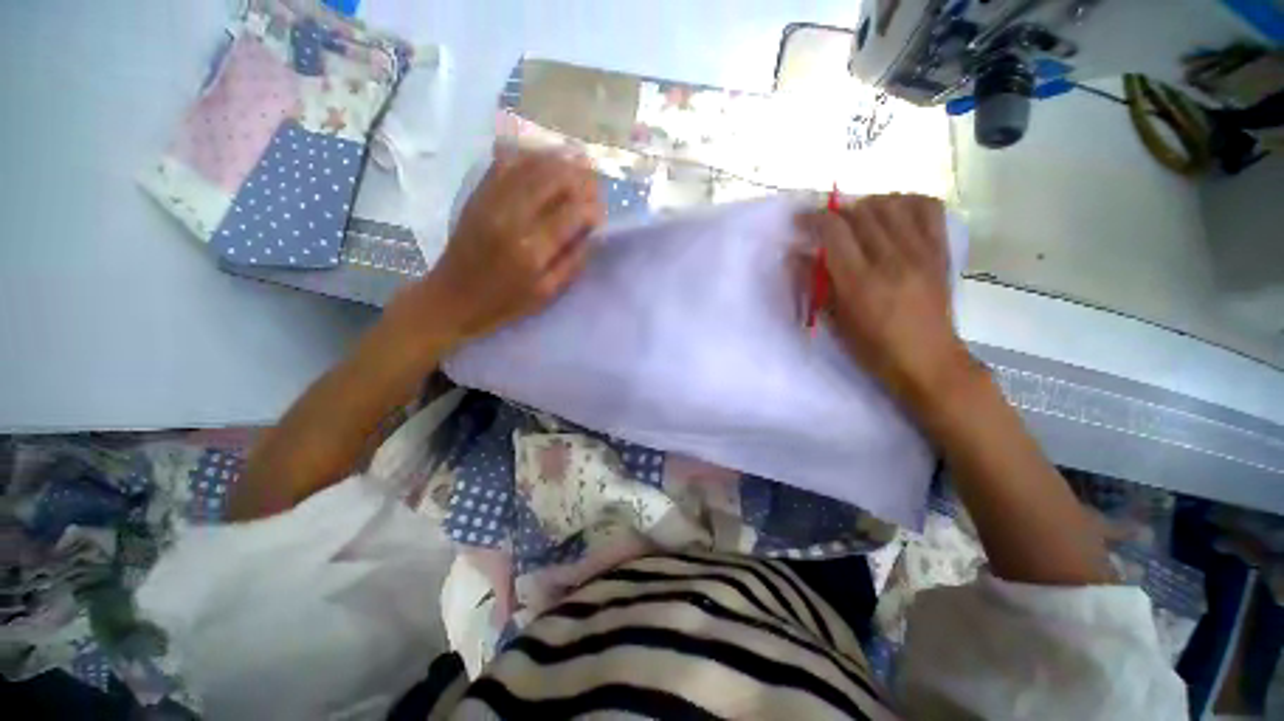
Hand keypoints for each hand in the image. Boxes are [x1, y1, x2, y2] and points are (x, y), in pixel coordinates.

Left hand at [388, 150, 604, 351]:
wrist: (452, 297)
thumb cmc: (505, 302)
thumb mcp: (547, 293)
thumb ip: (573, 261)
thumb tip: (594, 233)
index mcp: (532, 250)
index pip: (573, 214)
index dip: (592, 208)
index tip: (600, 212)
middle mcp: (512, 218)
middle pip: (553, 179)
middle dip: (580, 177)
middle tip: (592, 184)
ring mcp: (491, 201)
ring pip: (531, 165)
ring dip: (558, 161)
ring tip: (576, 165)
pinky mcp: (478, 195)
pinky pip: (505, 162)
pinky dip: (528, 156)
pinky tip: (543, 159)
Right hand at [798, 194, 971, 409]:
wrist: (928, 360)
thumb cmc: (872, 348)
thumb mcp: (833, 321)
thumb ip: (814, 284)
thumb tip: (796, 255)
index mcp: (859, 282)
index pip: (834, 231)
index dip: (813, 218)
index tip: (801, 220)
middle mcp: (891, 260)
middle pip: (861, 212)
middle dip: (837, 212)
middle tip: (826, 225)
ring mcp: (921, 252)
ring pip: (891, 204)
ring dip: (867, 205)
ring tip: (857, 218)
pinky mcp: (941, 251)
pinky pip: (927, 207)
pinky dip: (906, 201)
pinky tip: (893, 213)